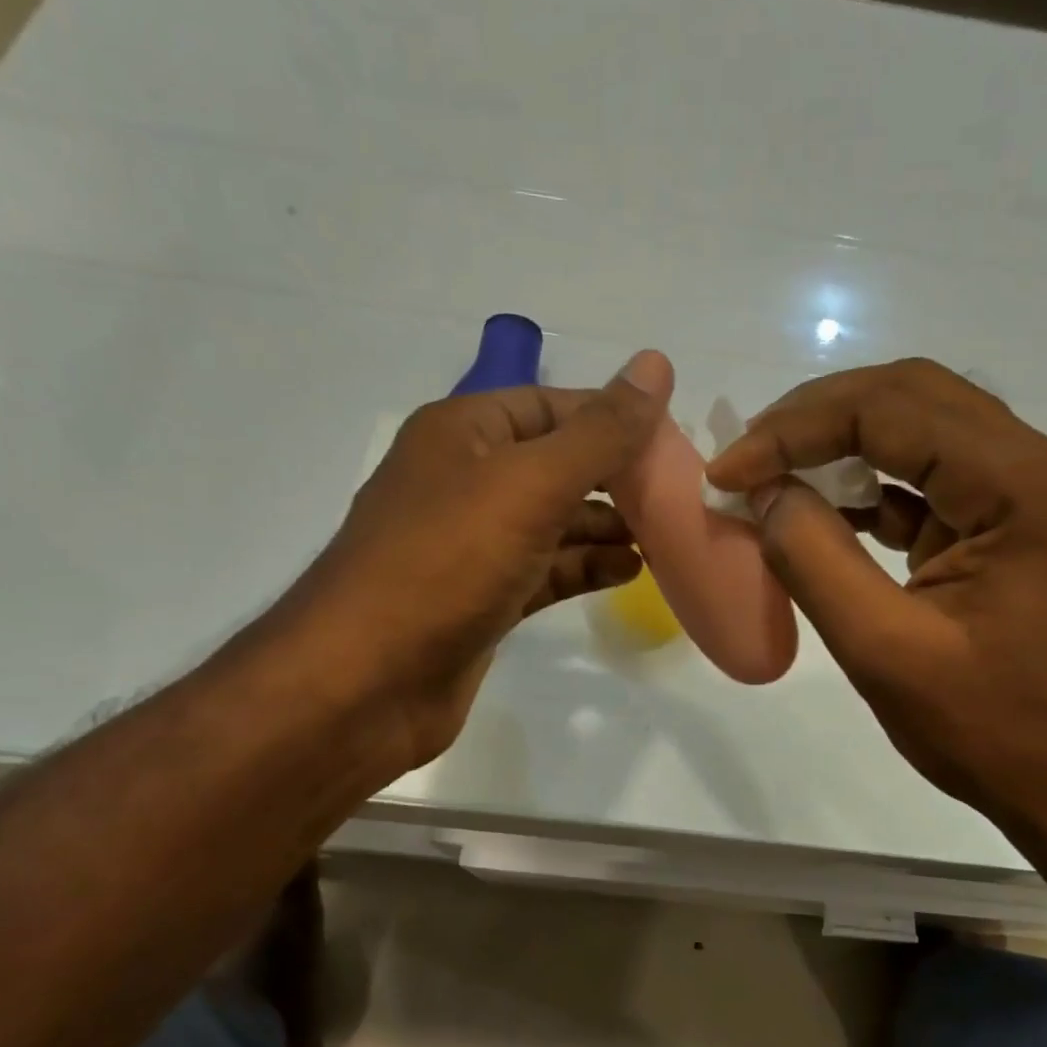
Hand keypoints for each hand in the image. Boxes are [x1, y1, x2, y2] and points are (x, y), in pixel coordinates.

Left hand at [275, 349, 670, 776]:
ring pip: (554, 521)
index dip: (614, 416)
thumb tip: (656, 364)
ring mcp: (473, 544)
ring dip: (607, 524)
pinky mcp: (483, 598)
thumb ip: (600, 431)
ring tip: (665, 535)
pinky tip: (630, 571)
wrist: (366, 682)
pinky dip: (585, 566)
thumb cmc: (446, 562)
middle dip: (616, 476)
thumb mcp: (531, 484)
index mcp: (465, 433)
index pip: (553, 405)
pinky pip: (546, 569)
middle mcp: (466, 480)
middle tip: (679, 493)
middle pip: (557, 464)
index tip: (676, 439)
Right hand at [704, 357, 1046, 838]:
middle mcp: (1037, 465)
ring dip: (839, 444)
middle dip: (815, 418)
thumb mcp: (887, 652)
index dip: (795, 430)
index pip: (892, 409)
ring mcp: (1028, 492)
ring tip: (770, 476)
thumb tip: (764, 493)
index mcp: (1023, 484)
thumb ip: (816, 560)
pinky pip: (929, 476)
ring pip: (919, 427)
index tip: (727, 472)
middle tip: (746, 457)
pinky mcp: (1009, 523)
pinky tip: (820, 510)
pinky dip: (867, 485)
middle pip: (910, 396)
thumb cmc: (997, 732)